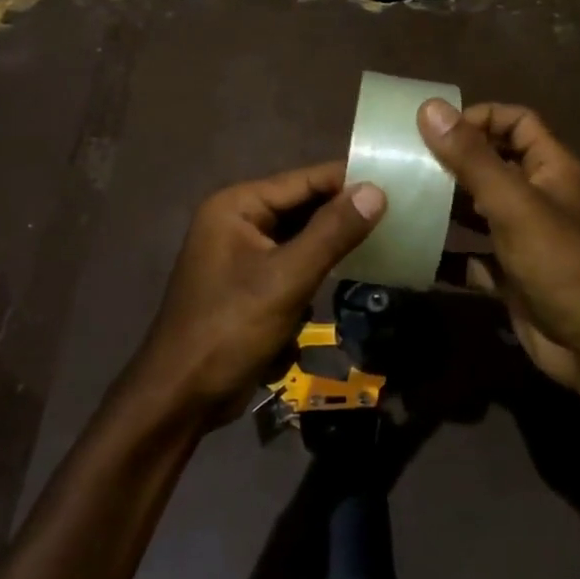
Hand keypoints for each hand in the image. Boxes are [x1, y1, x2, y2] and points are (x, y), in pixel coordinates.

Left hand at [132, 162, 385, 425]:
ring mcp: (241, 253)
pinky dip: (316, 270)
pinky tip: (350, 273)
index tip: (397, 183)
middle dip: (344, 214)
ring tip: (385, 238)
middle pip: (302, 206)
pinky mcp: (249, 283)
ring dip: (333, 244)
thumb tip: (376, 191)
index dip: (349, 181)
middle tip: (399, 213)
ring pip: (300, 237)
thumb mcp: (286, 279)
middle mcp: (237, 219)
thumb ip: (332, 233)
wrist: (180, 398)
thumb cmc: (229, 330)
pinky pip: (292, 263)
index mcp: (238, 206)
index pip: (304, 180)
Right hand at [417, 100, 579, 392]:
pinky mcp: (513, 276)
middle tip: (407, 163)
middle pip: (495, 165)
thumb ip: (472, 157)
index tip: (436, 130)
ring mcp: (526, 239)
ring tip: (404, 200)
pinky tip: (415, 252)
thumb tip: (429, 108)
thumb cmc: (559, 262)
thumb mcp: (513, 203)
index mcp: (552, 168)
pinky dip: (449, 254)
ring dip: (447, 206)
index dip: (481, 118)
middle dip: (454, 162)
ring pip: (481, 211)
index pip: (517, 122)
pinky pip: (475, 256)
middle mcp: (540, 197)